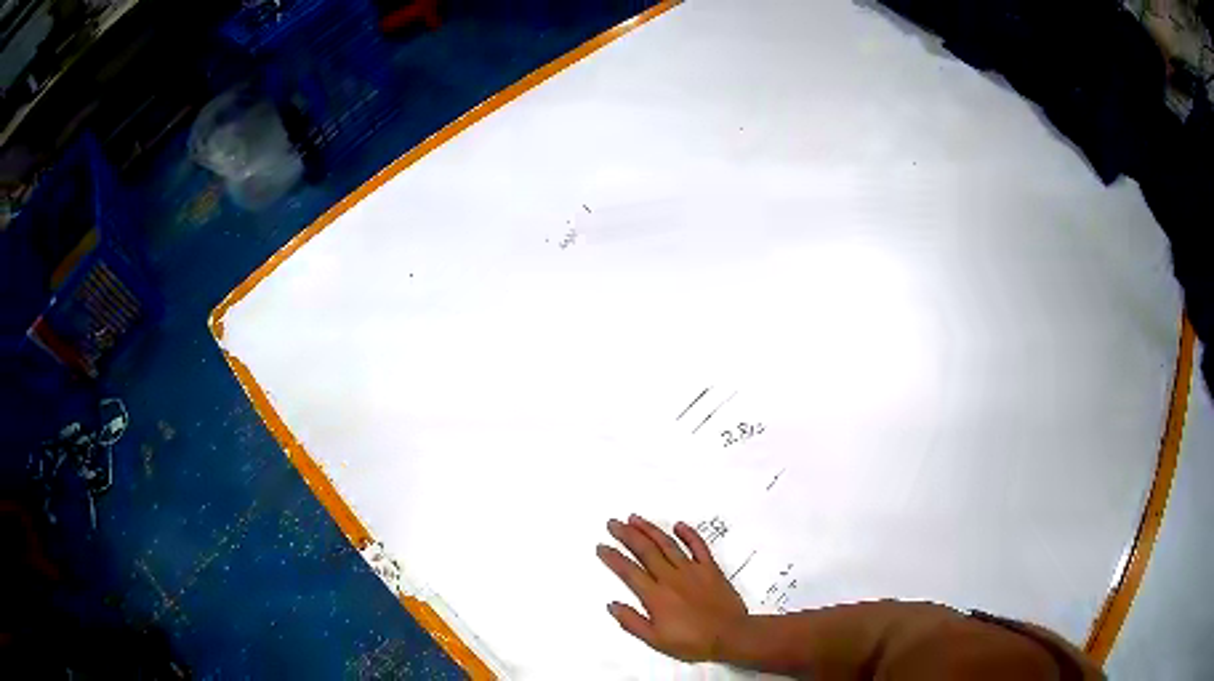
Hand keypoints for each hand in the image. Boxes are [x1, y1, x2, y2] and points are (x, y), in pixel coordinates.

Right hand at [597, 514, 748, 662]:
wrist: (731, 635)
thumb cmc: (692, 642)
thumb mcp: (656, 640)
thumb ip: (632, 622)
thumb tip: (611, 605)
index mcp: (655, 595)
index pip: (629, 571)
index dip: (613, 557)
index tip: (601, 546)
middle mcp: (671, 577)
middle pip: (645, 551)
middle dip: (627, 535)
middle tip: (613, 522)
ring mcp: (692, 570)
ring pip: (667, 544)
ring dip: (650, 529)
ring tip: (635, 518)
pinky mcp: (711, 568)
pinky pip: (699, 546)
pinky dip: (689, 533)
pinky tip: (678, 524)